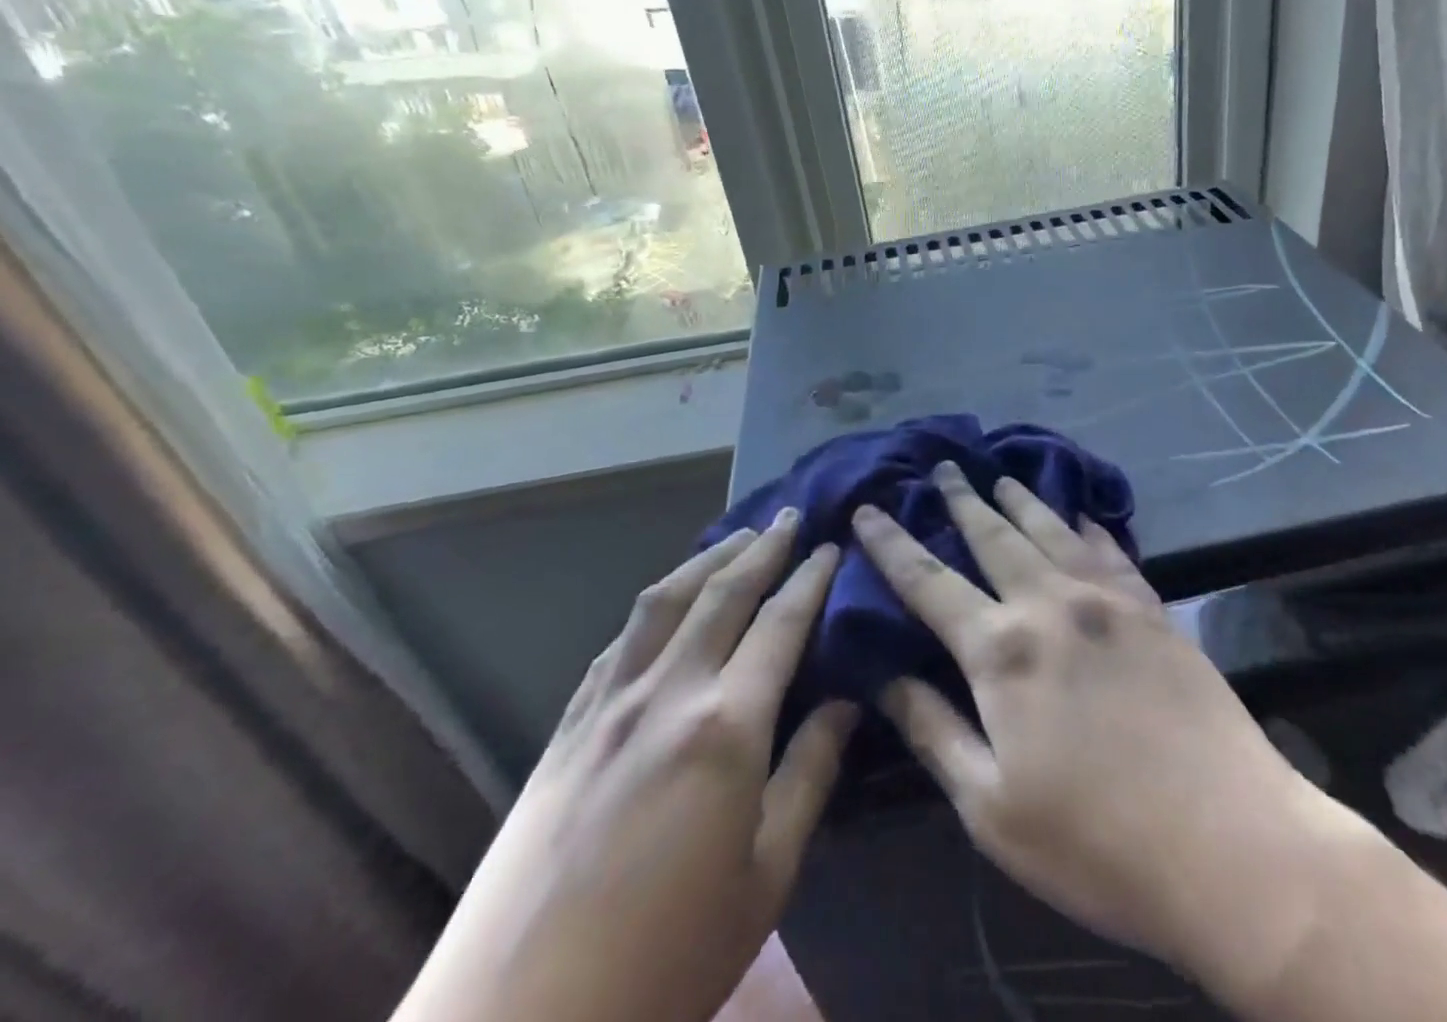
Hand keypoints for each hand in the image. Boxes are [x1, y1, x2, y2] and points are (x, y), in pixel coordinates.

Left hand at [395, 512, 854, 1021]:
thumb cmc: (666, 963)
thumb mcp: (766, 880)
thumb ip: (809, 776)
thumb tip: (846, 703)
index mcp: (725, 726)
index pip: (780, 624)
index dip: (810, 579)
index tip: (831, 547)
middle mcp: (667, 692)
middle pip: (722, 593)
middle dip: (763, 548)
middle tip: (791, 517)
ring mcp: (608, 704)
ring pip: (663, 601)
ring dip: (706, 559)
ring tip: (737, 539)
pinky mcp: (566, 727)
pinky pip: (619, 642)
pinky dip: (654, 607)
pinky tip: (665, 606)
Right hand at [852, 464, 1368, 995]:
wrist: (1230, 844)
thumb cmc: (1096, 842)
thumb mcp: (991, 807)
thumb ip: (934, 731)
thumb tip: (885, 678)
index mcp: (1002, 649)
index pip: (929, 581)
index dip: (892, 544)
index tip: (867, 510)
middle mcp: (1050, 603)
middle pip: (993, 536)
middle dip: (961, 500)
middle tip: (942, 467)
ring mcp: (1107, 599)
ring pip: (1051, 530)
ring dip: (1020, 500)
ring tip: (1000, 476)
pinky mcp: (1153, 608)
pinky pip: (1111, 550)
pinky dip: (1087, 526)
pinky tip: (1081, 515)